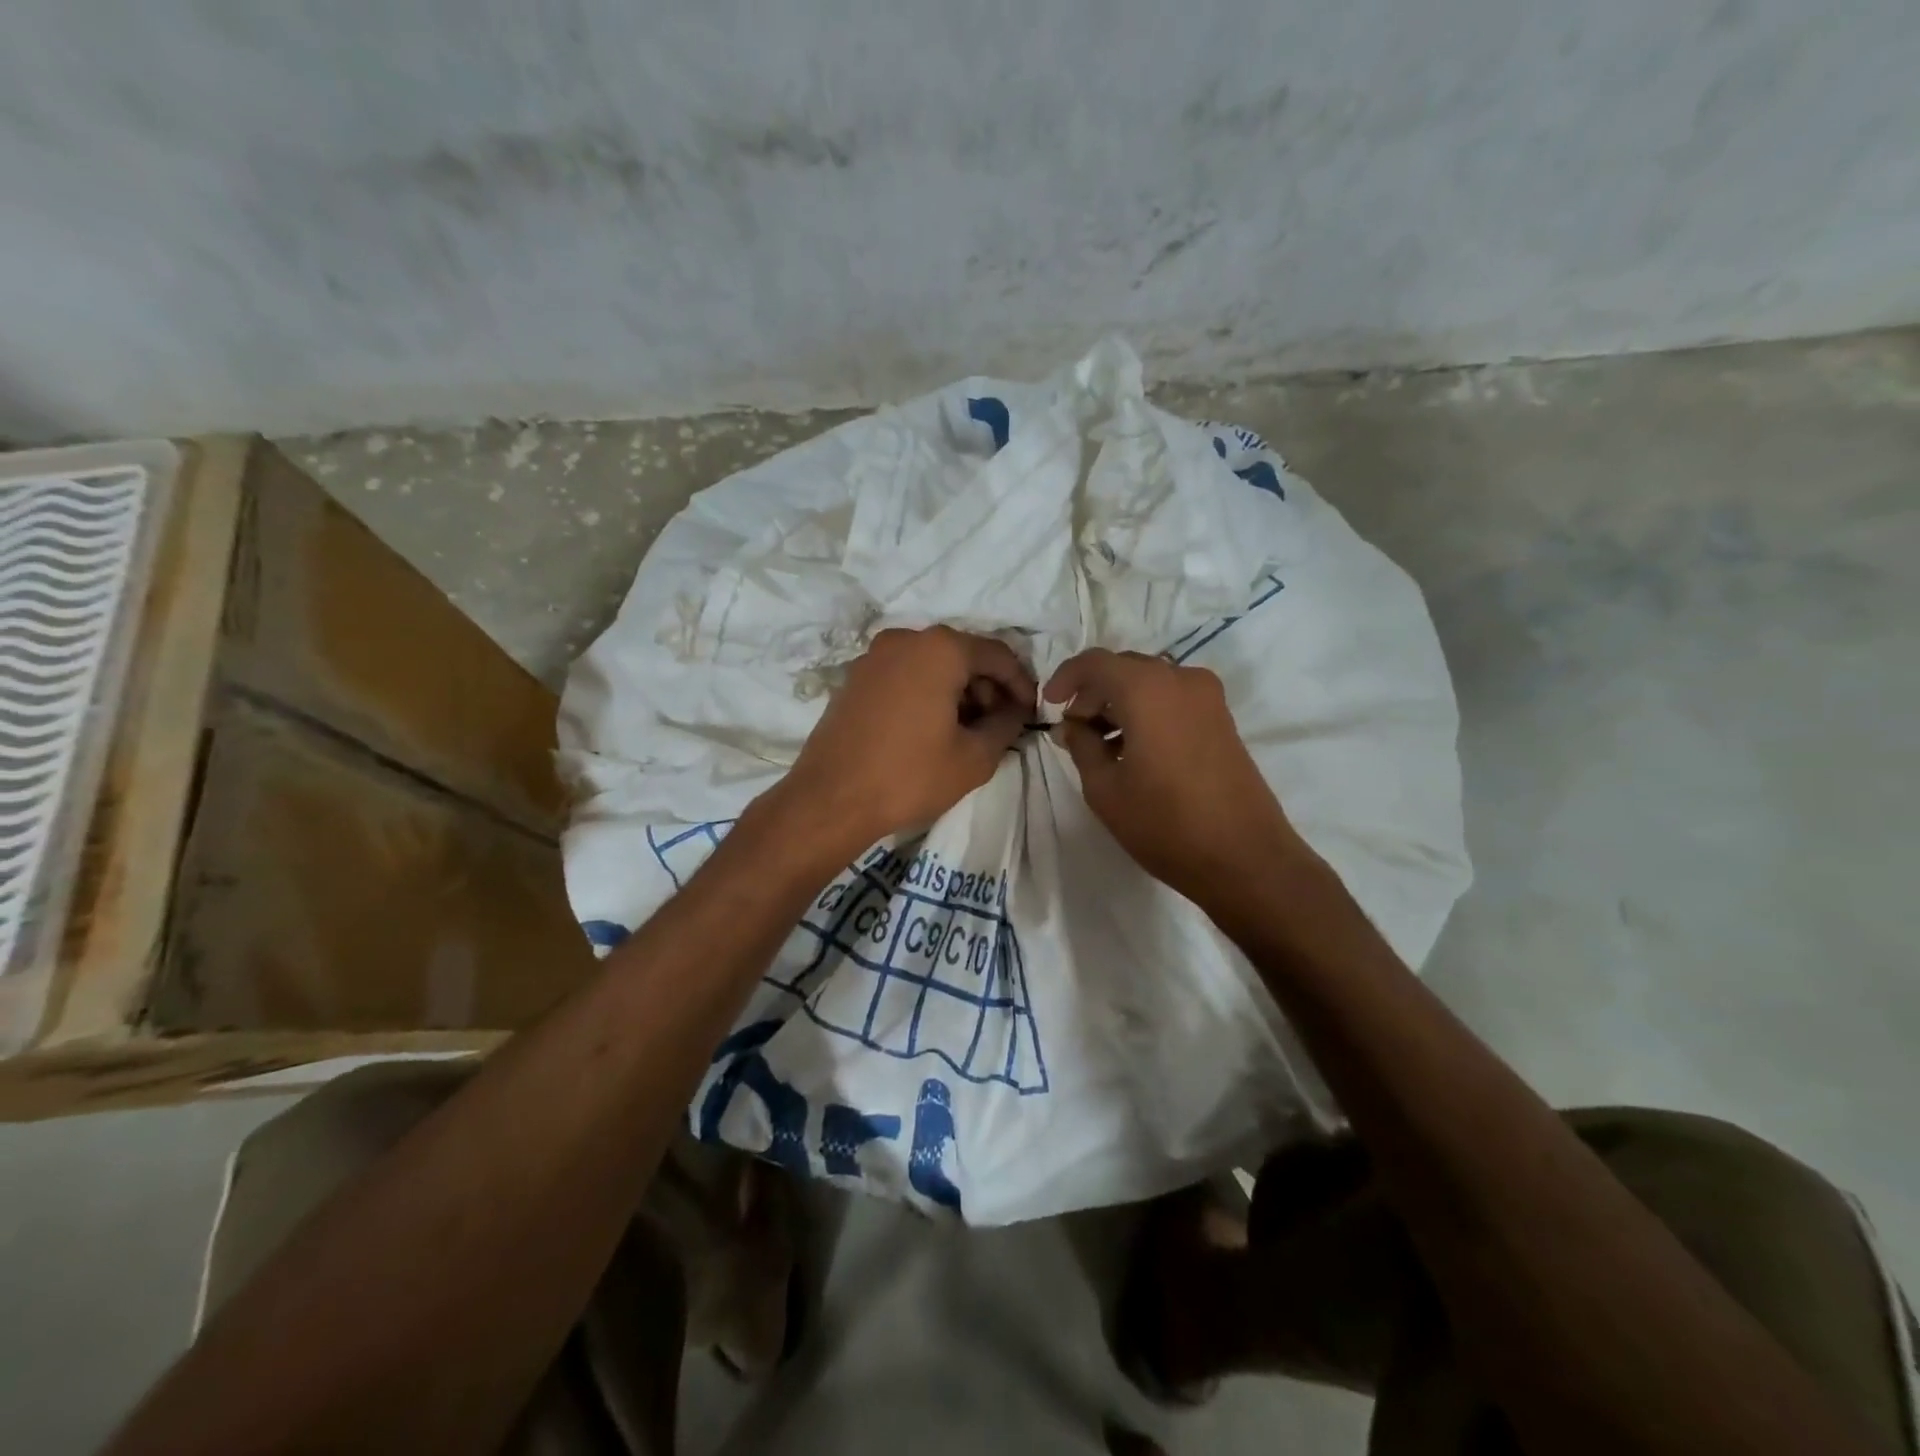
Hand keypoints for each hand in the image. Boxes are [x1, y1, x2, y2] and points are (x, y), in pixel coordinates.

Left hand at [773, 627, 1034, 851]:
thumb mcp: (975, 757)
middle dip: (988, 687)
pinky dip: (927, 692)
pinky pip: (905, 674)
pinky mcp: (855, 677)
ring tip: (968, 731)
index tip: (1030, 713)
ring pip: (932, 664)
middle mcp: (905, 639)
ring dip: (958, 691)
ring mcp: (874, 656)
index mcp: (940, 649)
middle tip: (1000, 724)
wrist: (830, 800)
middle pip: (963, 655)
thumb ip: (1006, 724)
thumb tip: (1015, 710)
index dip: (1021, 684)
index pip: (998, 655)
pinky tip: (932, 728)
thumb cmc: (909, 776)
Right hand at [1044, 650, 1305, 906]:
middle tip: (1074, 730)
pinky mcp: (1222, 718)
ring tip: (1101, 745)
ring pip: (1149, 682)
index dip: (1066, 678)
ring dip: (1120, 703)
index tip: (1050, 706)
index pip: (1095, 662)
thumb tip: (1071, 727)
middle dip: (1093, 693)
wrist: (1245, 857)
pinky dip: (1146, 711)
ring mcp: (1208, 697)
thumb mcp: (1105, 789)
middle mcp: (1180, 679)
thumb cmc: (1165, 823)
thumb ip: (1081, 747)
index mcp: (1146, 689)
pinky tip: (1133, 749)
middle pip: (1124, 668)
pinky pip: (1172, 698)